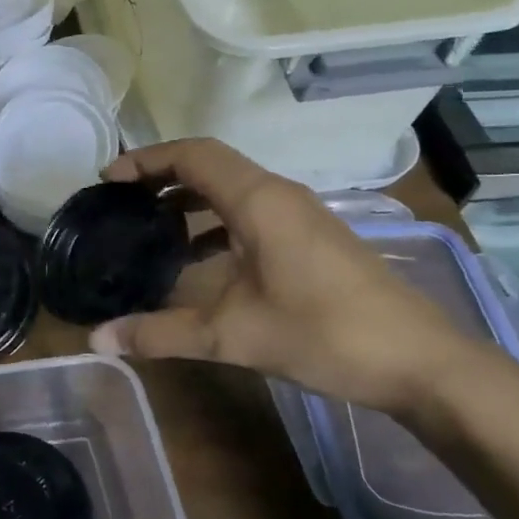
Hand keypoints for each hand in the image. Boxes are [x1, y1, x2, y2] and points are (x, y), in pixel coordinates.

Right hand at [87, 140, 484, 414]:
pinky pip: (250, 212)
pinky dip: (214, 222)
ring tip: (150, 227)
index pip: (192, 155)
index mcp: (258, 200)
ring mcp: (300, 215)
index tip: (107, 180)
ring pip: (232, 188)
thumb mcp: (231, 336)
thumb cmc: (323, 333)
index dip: (146, 160)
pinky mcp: (312, 238)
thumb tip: (97, 341)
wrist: (421, 362)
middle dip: (161, 176)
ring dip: (188, 200)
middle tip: (120, 201)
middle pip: (210, 165)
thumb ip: (160, 333)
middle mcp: (279, 195)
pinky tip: (198, 261)